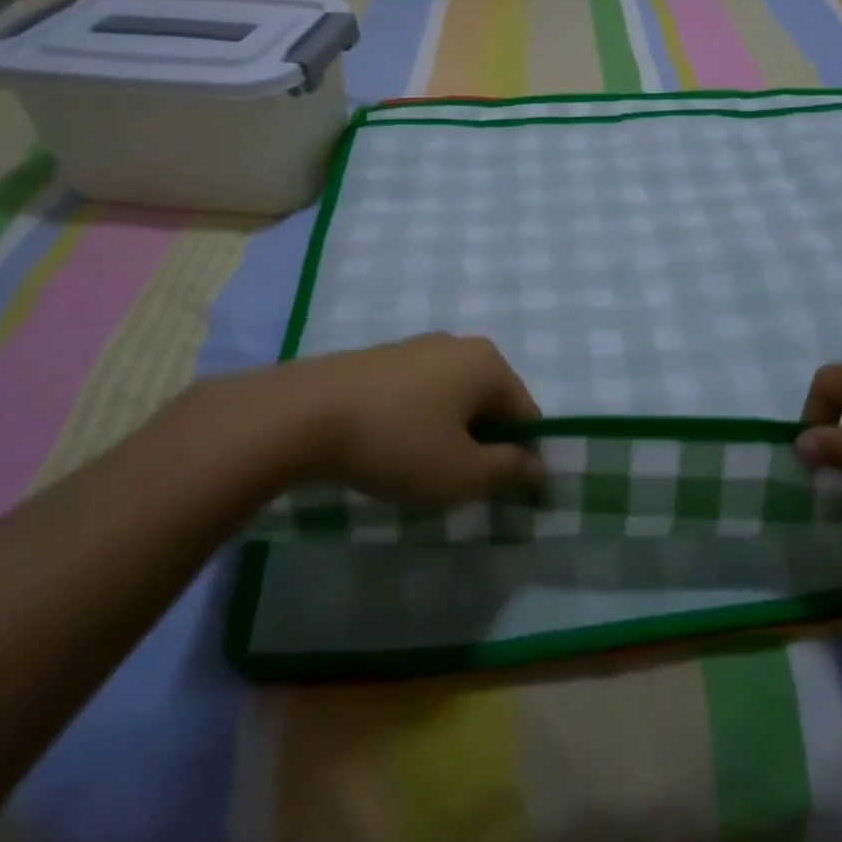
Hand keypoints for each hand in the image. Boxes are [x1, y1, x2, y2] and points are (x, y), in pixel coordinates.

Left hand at [190, 334, 543, 507]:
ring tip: (420, 471)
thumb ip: (510, 471)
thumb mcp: (463, 473)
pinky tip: (390, 449)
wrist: (301, 415)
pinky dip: (417, 422)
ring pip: (452, 399)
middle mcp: (458, 345)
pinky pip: (418, 394)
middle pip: (490, 404)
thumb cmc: (397, 443)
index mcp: (488, 364)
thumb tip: (540, 466)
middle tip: (459, 485)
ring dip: (449, 435)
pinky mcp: (380, 359)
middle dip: (483, 446)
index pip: (527, 416)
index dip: (523, 459)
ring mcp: (416, 347)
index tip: (502, 495)